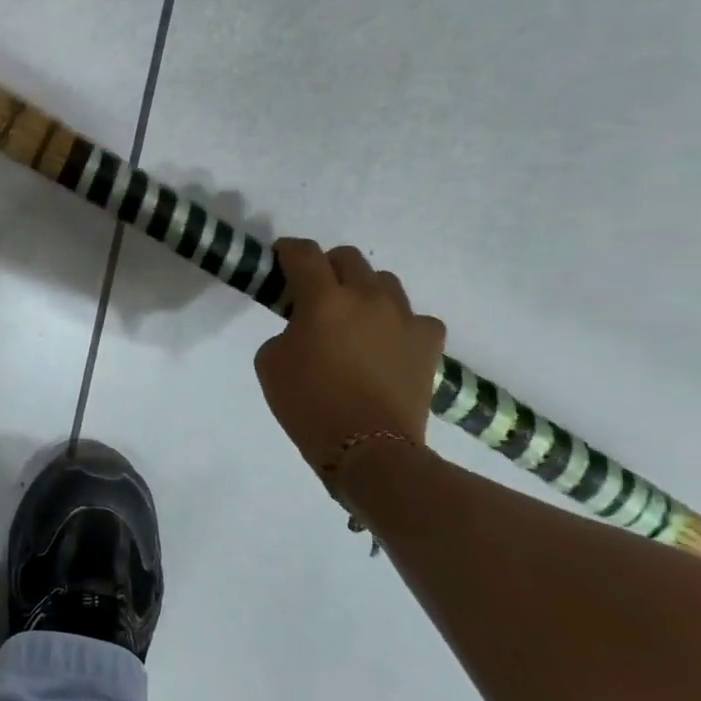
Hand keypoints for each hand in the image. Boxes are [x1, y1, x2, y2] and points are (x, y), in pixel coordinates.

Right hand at [253, 240, 445, 474]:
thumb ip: (286, 330)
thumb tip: (305, 326)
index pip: (303, 254)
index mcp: (324, 299)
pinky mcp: (430, 342)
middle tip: (314, 292)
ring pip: (384, 282)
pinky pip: (413, 317)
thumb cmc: (307, 404)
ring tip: (353, 318)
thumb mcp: (270, 361)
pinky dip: (397, 324)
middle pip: (348, 258)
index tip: (280, 258)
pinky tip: (386, 343)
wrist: (368, 449)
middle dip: (327, 267)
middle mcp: (367, 297)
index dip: (288, 250)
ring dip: (364, 291)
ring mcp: (404, 318)